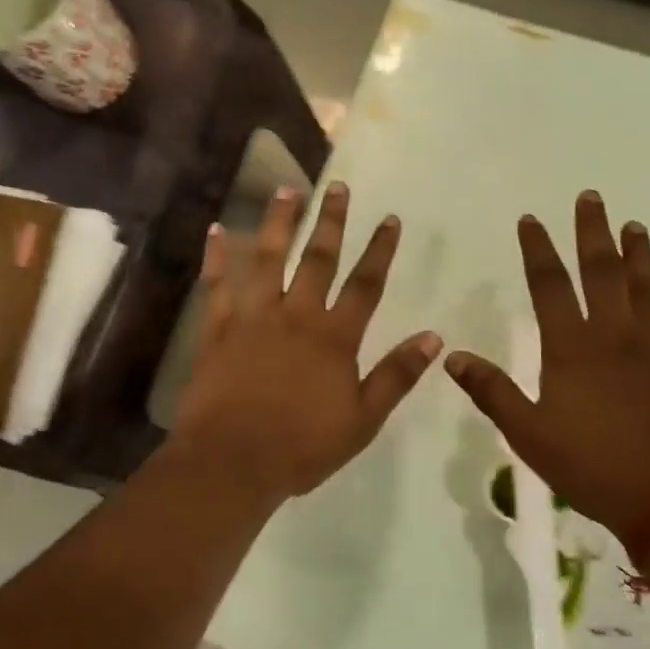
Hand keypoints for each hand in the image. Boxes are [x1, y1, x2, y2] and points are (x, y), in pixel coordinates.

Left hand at [171, 183, 441, 502]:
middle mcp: (296, 315)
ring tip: (287, 190)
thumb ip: (396, 376)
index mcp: (334, 338)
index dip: (379, 251)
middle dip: (331, 222)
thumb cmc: (301, 447)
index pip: (365, 284)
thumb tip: (434, 338)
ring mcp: (253, 318)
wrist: (233, 461)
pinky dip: (215, 256)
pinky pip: (217, 284)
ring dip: (279, 222)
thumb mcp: (362, 420)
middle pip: (318, 259)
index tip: (390, 219)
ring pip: (267, 259)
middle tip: (339, 187)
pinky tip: (215, 229)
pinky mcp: (218, 328)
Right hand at [444, 192, 649, 536]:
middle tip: (591, 197)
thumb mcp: (528, 434)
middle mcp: (617, 336)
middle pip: (604, 272)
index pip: (551, 285)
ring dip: (640, 255)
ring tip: (635, 227)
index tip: (531, 219)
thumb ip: (491, 391)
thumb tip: (452, 356)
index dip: (539, 249)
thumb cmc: (592, 466)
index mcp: (573, 348)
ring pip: (649, 289)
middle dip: (593, 232)